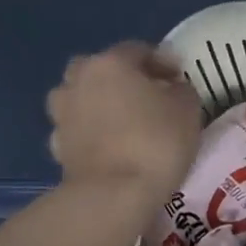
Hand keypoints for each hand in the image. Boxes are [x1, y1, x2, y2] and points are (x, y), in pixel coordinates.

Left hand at [45, 43, 201, 201]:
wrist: (114, 194)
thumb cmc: (156, 141)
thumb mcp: (188, 109)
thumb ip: (181, 90)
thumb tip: (172, 89)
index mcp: (110, 64)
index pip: (137, 50)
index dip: (161, 61)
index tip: (177, 78)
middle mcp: (79, 81)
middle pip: (99, 69)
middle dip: (121, 77)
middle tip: (145, 94)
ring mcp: (62, 114)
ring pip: (81, 97)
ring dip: (98, 102)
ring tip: (122, 120)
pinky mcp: (57, 146)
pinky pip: (76, 128)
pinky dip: (89, 131)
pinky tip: (108, 145)